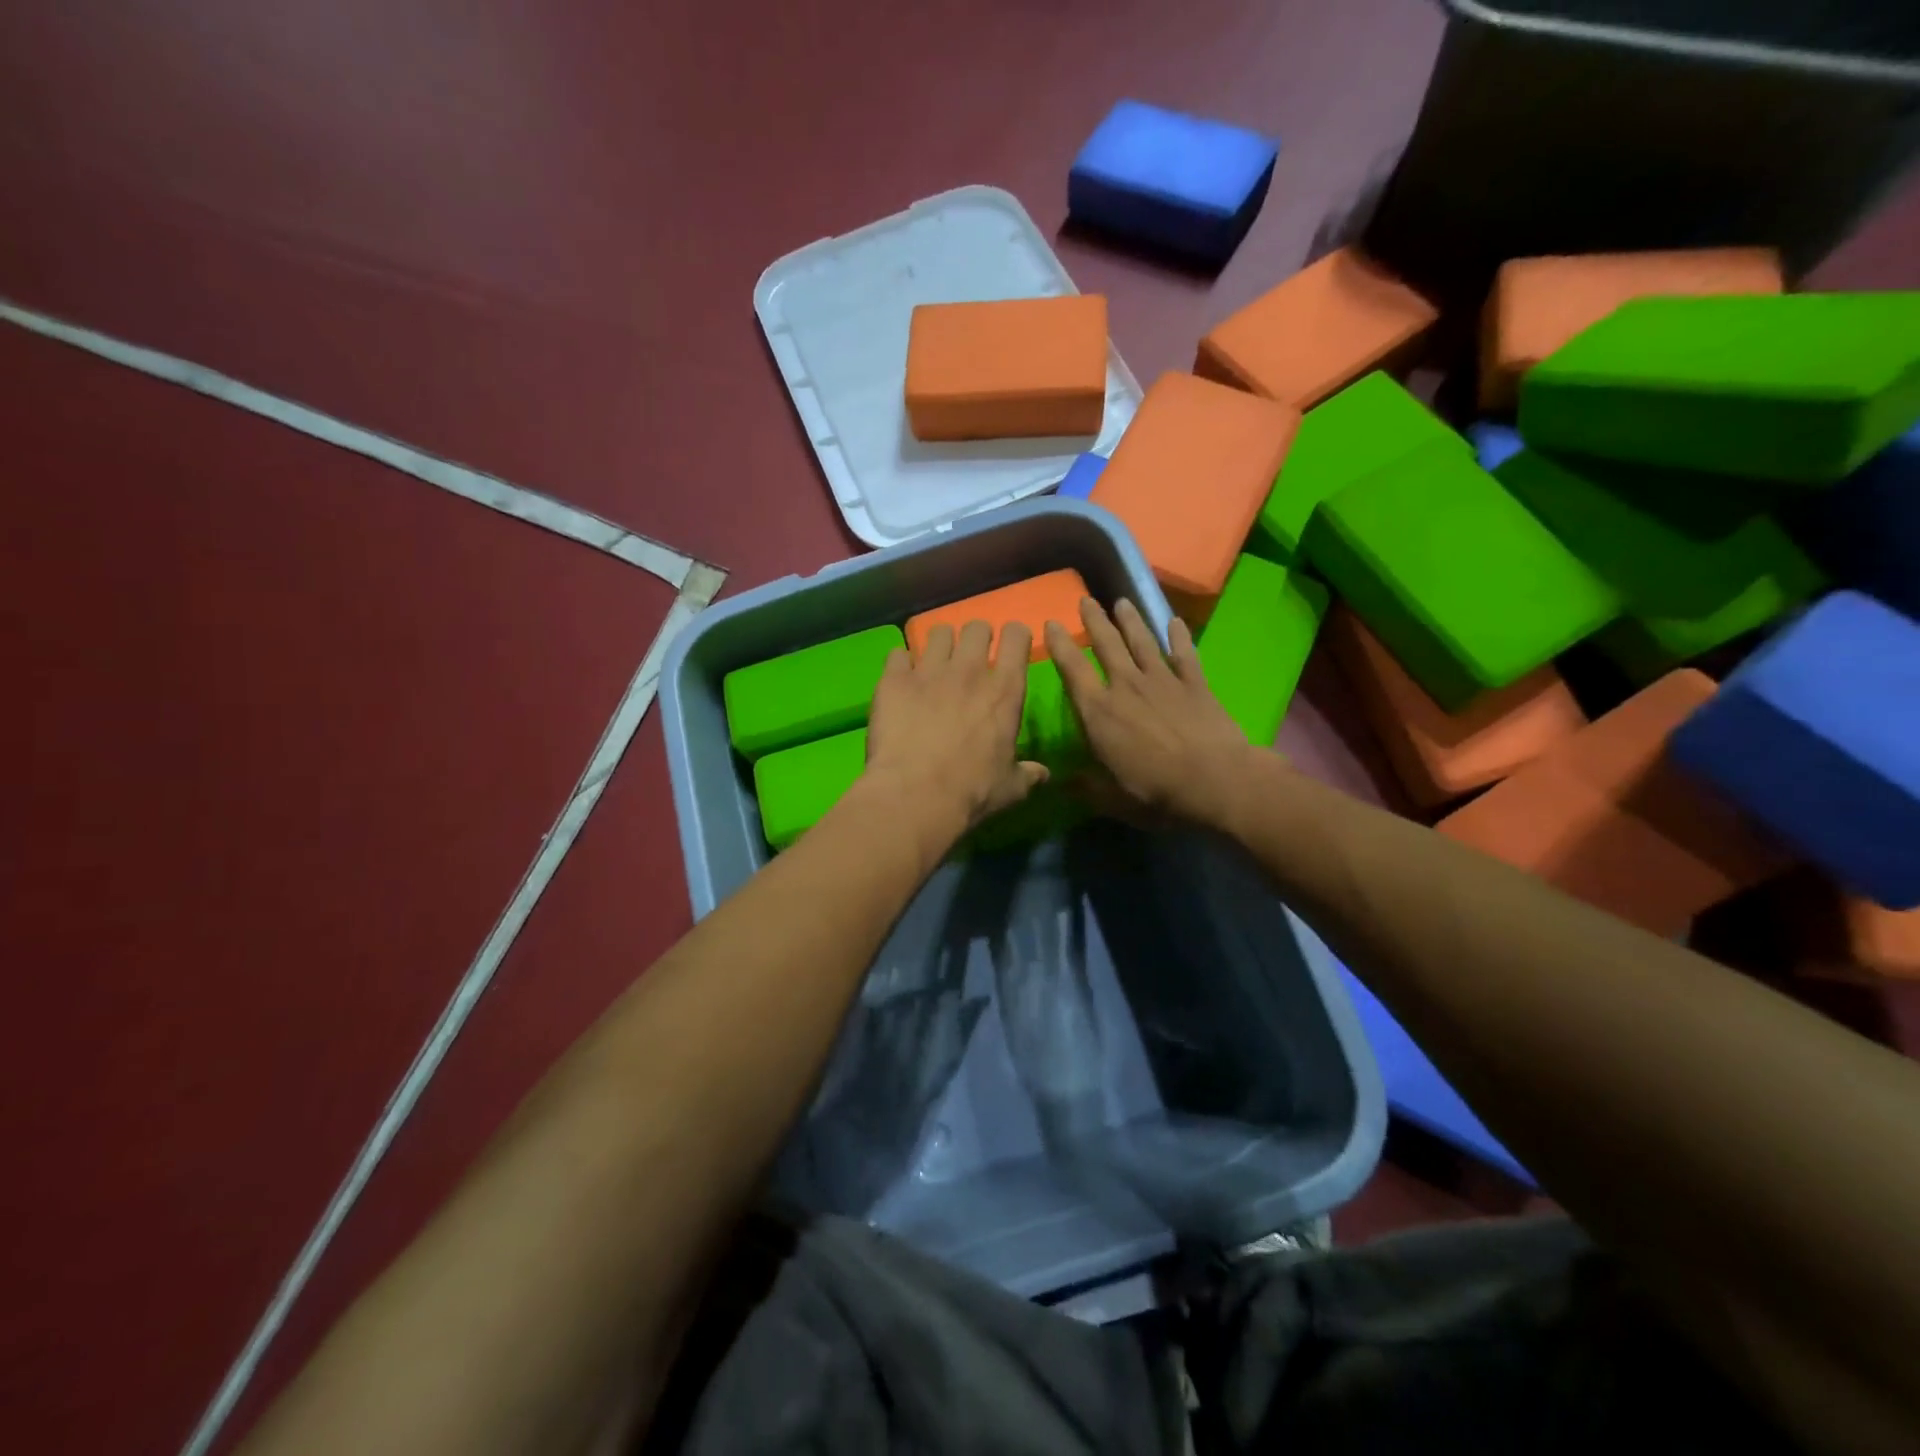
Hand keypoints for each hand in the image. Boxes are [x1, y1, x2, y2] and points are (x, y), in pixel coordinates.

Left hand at [863, 620, 1047, 841]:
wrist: (915, 795)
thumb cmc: (972, 791)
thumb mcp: (1010, 788)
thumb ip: (1027, 774)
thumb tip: (1043, 774)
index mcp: (1004, 691)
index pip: (1017, 637)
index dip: (1015, 636)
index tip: (1011, 646)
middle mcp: (968, 670)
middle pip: (976, 627)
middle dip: (975, 637)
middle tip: (970, 657)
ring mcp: (928, 671)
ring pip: (937, 632)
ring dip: (939, 645)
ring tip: (934, 664)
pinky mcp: (893, 680)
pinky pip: (897, 654)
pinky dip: (900, 665)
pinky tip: (900, 682)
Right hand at [1046, 597, 1258, 827]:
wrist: (1216, 782)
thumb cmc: (1157, 794)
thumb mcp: (1113, 800)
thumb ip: (1086, 788)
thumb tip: (1062, 782)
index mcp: (1099, 713)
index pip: (1072, 670)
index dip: (1059, 645)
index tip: (1050, 624)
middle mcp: (1126, 687)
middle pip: (1107, 645)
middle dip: (1094, 621)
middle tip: (1085, 600)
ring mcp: (1163, 681)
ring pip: (1142, 641)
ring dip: (1130, 620)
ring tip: (1121, 602)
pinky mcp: (1195, 684)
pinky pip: (1184, 654)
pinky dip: (1179, 637)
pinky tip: (1175, 622)